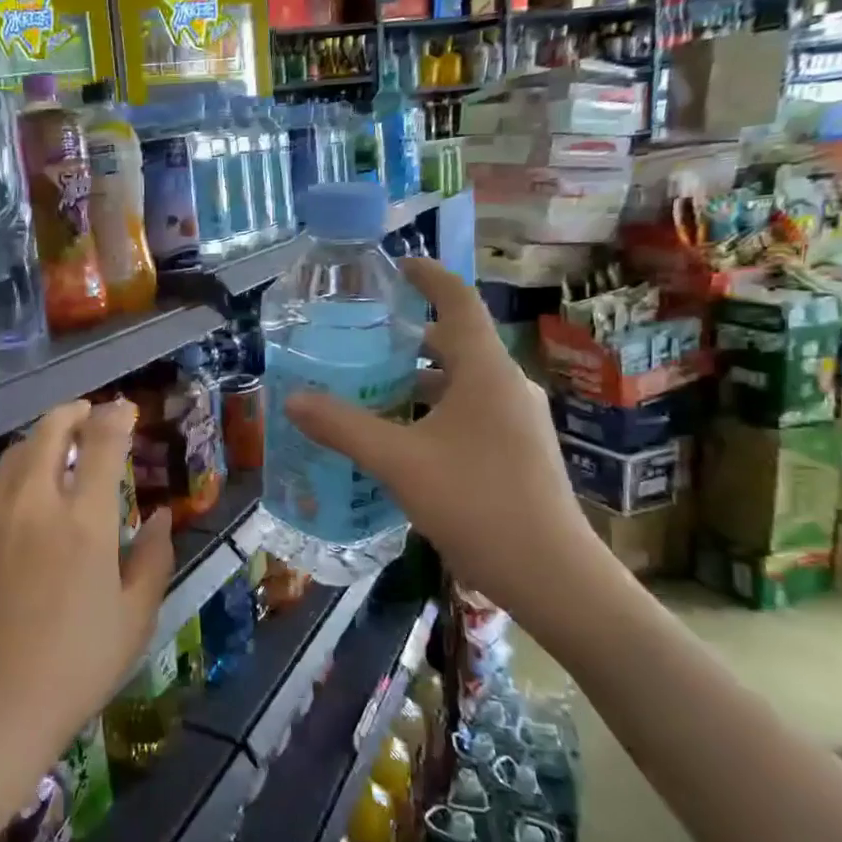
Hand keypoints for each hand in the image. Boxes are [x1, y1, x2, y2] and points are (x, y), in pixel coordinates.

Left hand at [0, 400, 174, 772]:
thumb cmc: (73, 669)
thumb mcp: (133, 620)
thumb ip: (154, 559)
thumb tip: (163, 516)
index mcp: (85, 522)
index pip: (101, 442)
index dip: (116, 416)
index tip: (125, 409)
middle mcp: (35, 503)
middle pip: (50, 430)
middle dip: (73, 413)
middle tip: (88, 415)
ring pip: (16, 453)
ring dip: (42, 439)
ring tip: (58, 448)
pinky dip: (15, 471)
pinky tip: (23, 492)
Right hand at [283, 258, 597, 621]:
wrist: (551, 575)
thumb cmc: (477, 502)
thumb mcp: (399, 461)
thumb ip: (343, 426)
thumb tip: (291, 399)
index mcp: (485, 372)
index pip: (458, 302)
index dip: (428, 277)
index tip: (395, 266)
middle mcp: (506, 386)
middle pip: (456, 342)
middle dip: (409, 335)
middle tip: (361, 337)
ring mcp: (516, 421)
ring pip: (461, 382)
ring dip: (418, 378)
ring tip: (370, 385)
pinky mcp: (516, 451)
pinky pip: (468, 412)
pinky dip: (432, 409)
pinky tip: (400, 436)